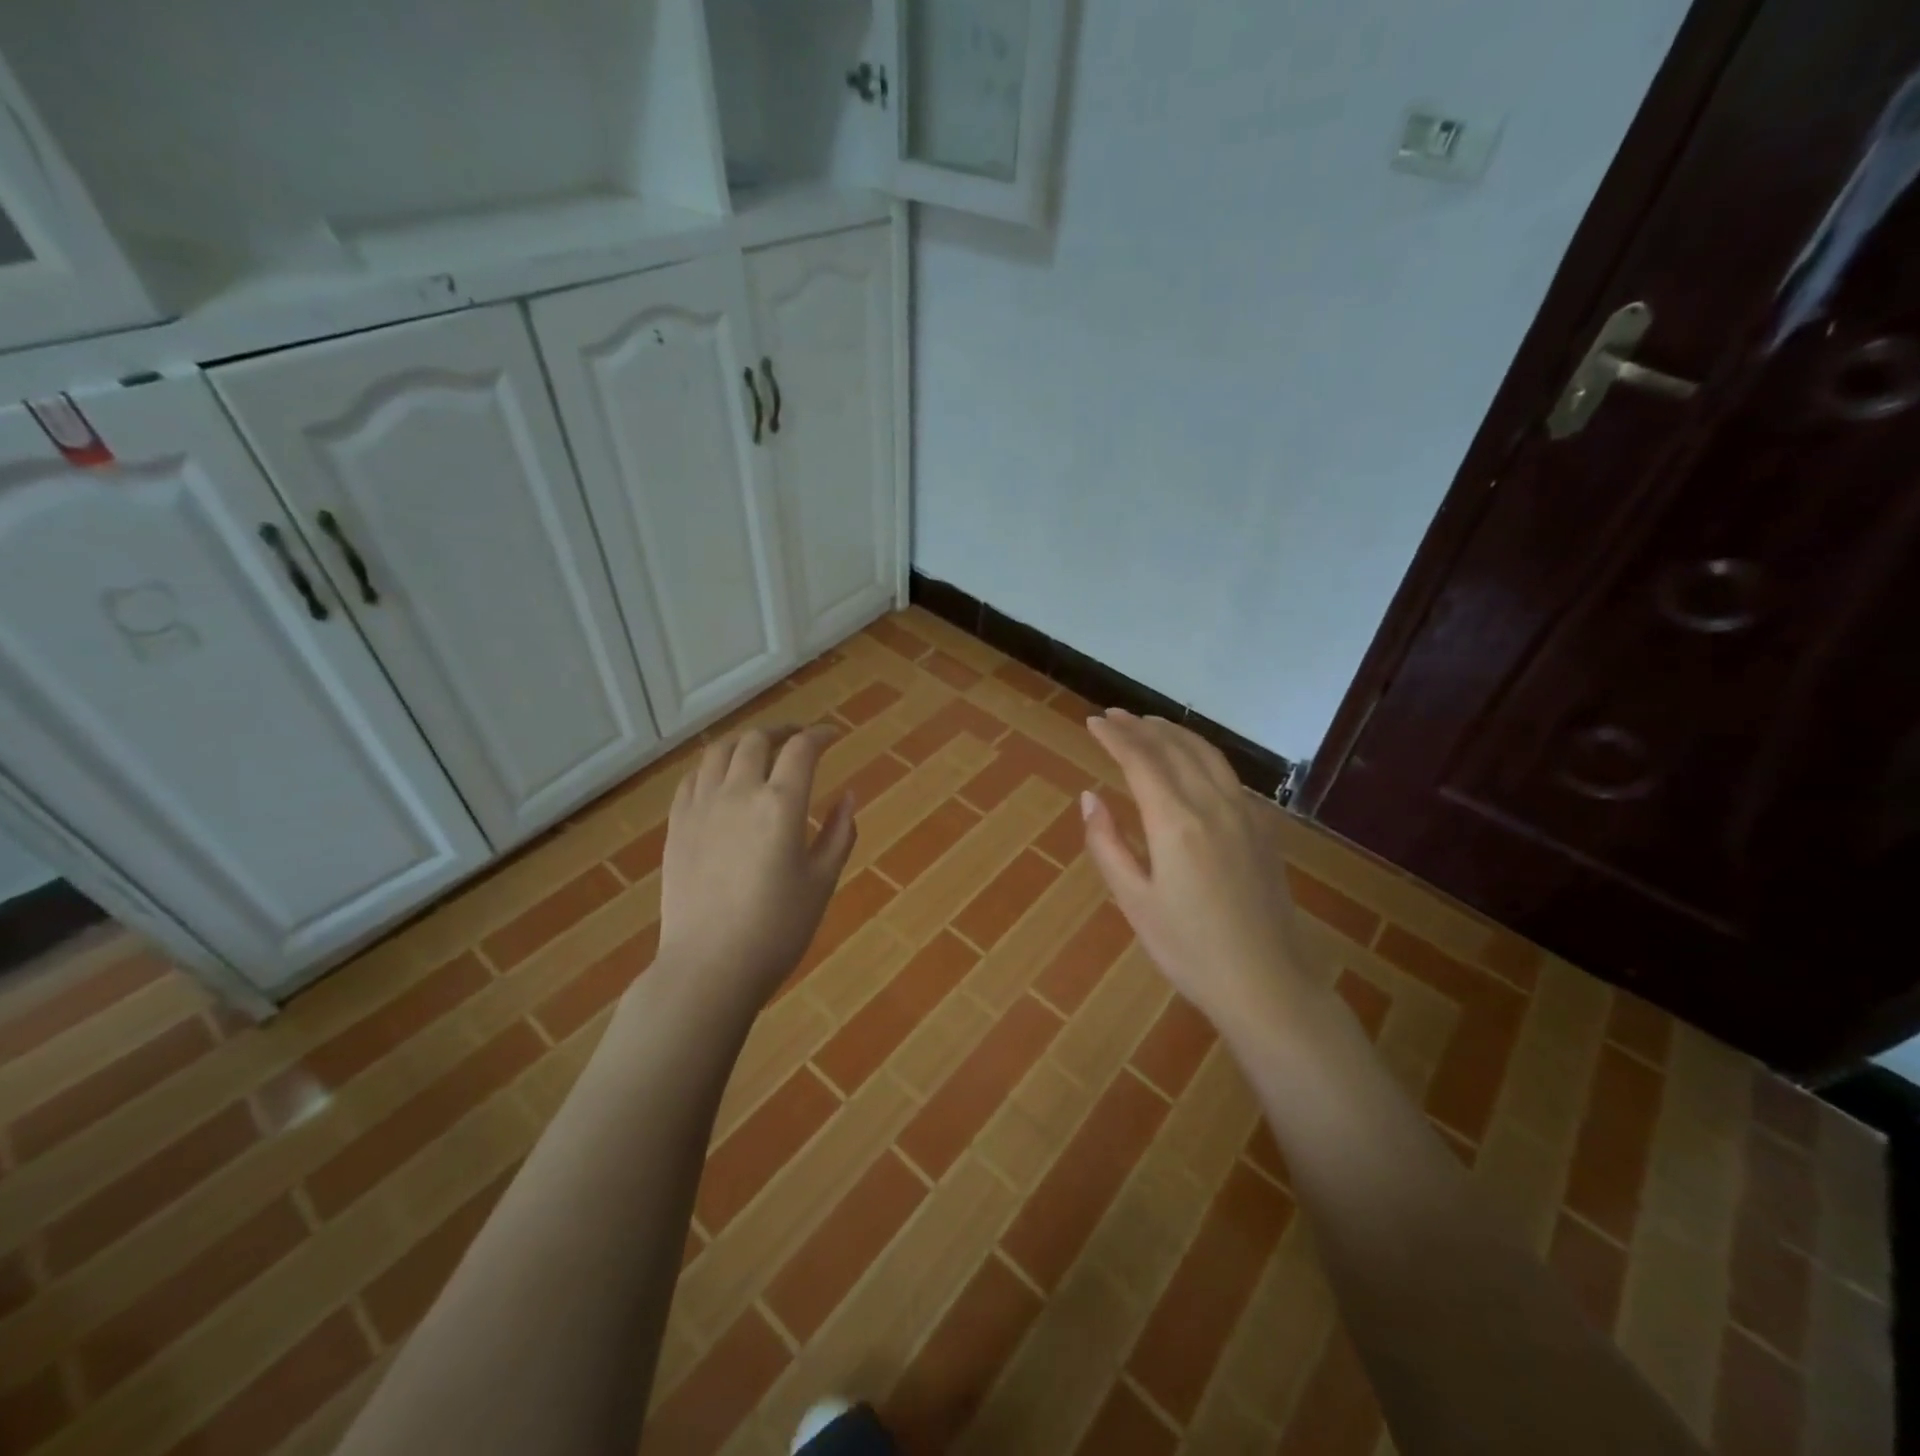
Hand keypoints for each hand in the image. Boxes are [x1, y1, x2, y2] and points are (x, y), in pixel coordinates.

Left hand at [654, 726, 855, 1008]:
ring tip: (759, 749)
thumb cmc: (778, 928)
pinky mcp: (677, 825)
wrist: (709, 966)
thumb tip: (849, 796)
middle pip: (757, 740)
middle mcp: (738, 792)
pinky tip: (721, 777)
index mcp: (781, 803)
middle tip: (798, 739)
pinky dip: (713, 766)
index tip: (832, 736)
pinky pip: (693, 777)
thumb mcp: (822, 881)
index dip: (820, 735)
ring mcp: (701, 806)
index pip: (802, 749)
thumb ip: (839, 833)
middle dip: (782, 731)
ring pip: (719, 750)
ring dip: (744, 741)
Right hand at [1081, 710, 1306, 1028]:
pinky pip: (1228, 774)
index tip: (1093, 722)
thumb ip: (1107, 844)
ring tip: (1149, 725)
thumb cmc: (1190, 950)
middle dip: (1140, 727)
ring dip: (1174, 733)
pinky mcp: (1263, 829)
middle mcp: (1213, 805)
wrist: (1268, 984)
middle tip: (1113, 716)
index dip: (1114, 737)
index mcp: (1176, 822)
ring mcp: (1245, 814)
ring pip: (1207, 754)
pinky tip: (1193, 762)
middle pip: (1174, 748)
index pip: (1140, 760)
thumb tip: (1089, 797)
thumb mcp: (1134, 902)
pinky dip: (1202, 754)